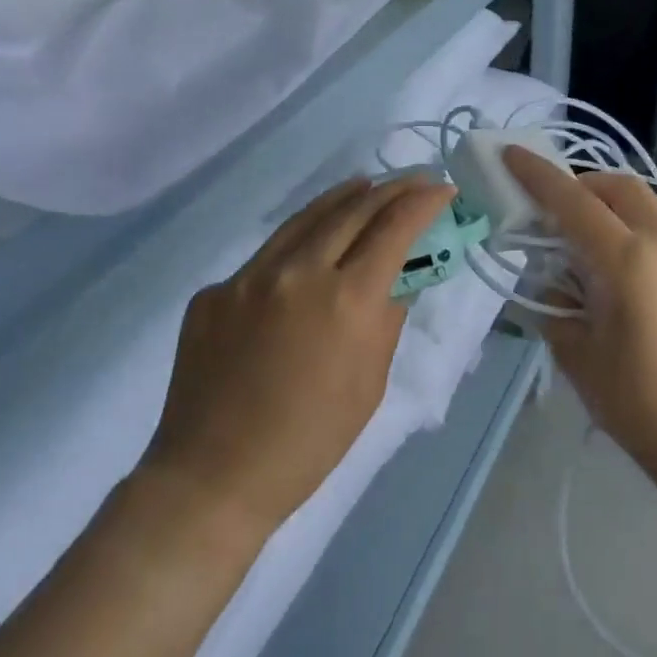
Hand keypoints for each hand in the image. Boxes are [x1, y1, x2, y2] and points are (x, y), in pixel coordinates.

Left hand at [145, 174, 452, 534]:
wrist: (214, 477)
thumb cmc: (309, 443)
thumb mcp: (370, 384)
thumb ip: (387, 319)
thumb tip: (398, 278)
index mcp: (347, 301)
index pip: (394, 228)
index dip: (423, 202)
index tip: (442, 189)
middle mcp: (299, 273)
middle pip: (354, 209)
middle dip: (391, 189)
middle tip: (413, 180)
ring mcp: (250, 276)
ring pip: (306, 218)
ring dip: (344, 197)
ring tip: (367, 185)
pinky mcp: (216, 289)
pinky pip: (267, 254)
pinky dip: (300, 240)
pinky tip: (310, 245)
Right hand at [503, 149, 656, 481]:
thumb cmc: (640, 402)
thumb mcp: (578, 353)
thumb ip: (555, 303)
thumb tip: (552, 280)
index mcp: (627, 259)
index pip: (573, 201)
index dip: (538, 175)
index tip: (512, 153)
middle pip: (618, 187)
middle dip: (581, 183)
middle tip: (553, 209)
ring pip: (646, 206)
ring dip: (610, 207)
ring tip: (585, 244)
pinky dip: (634, 232)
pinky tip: (622, 275)